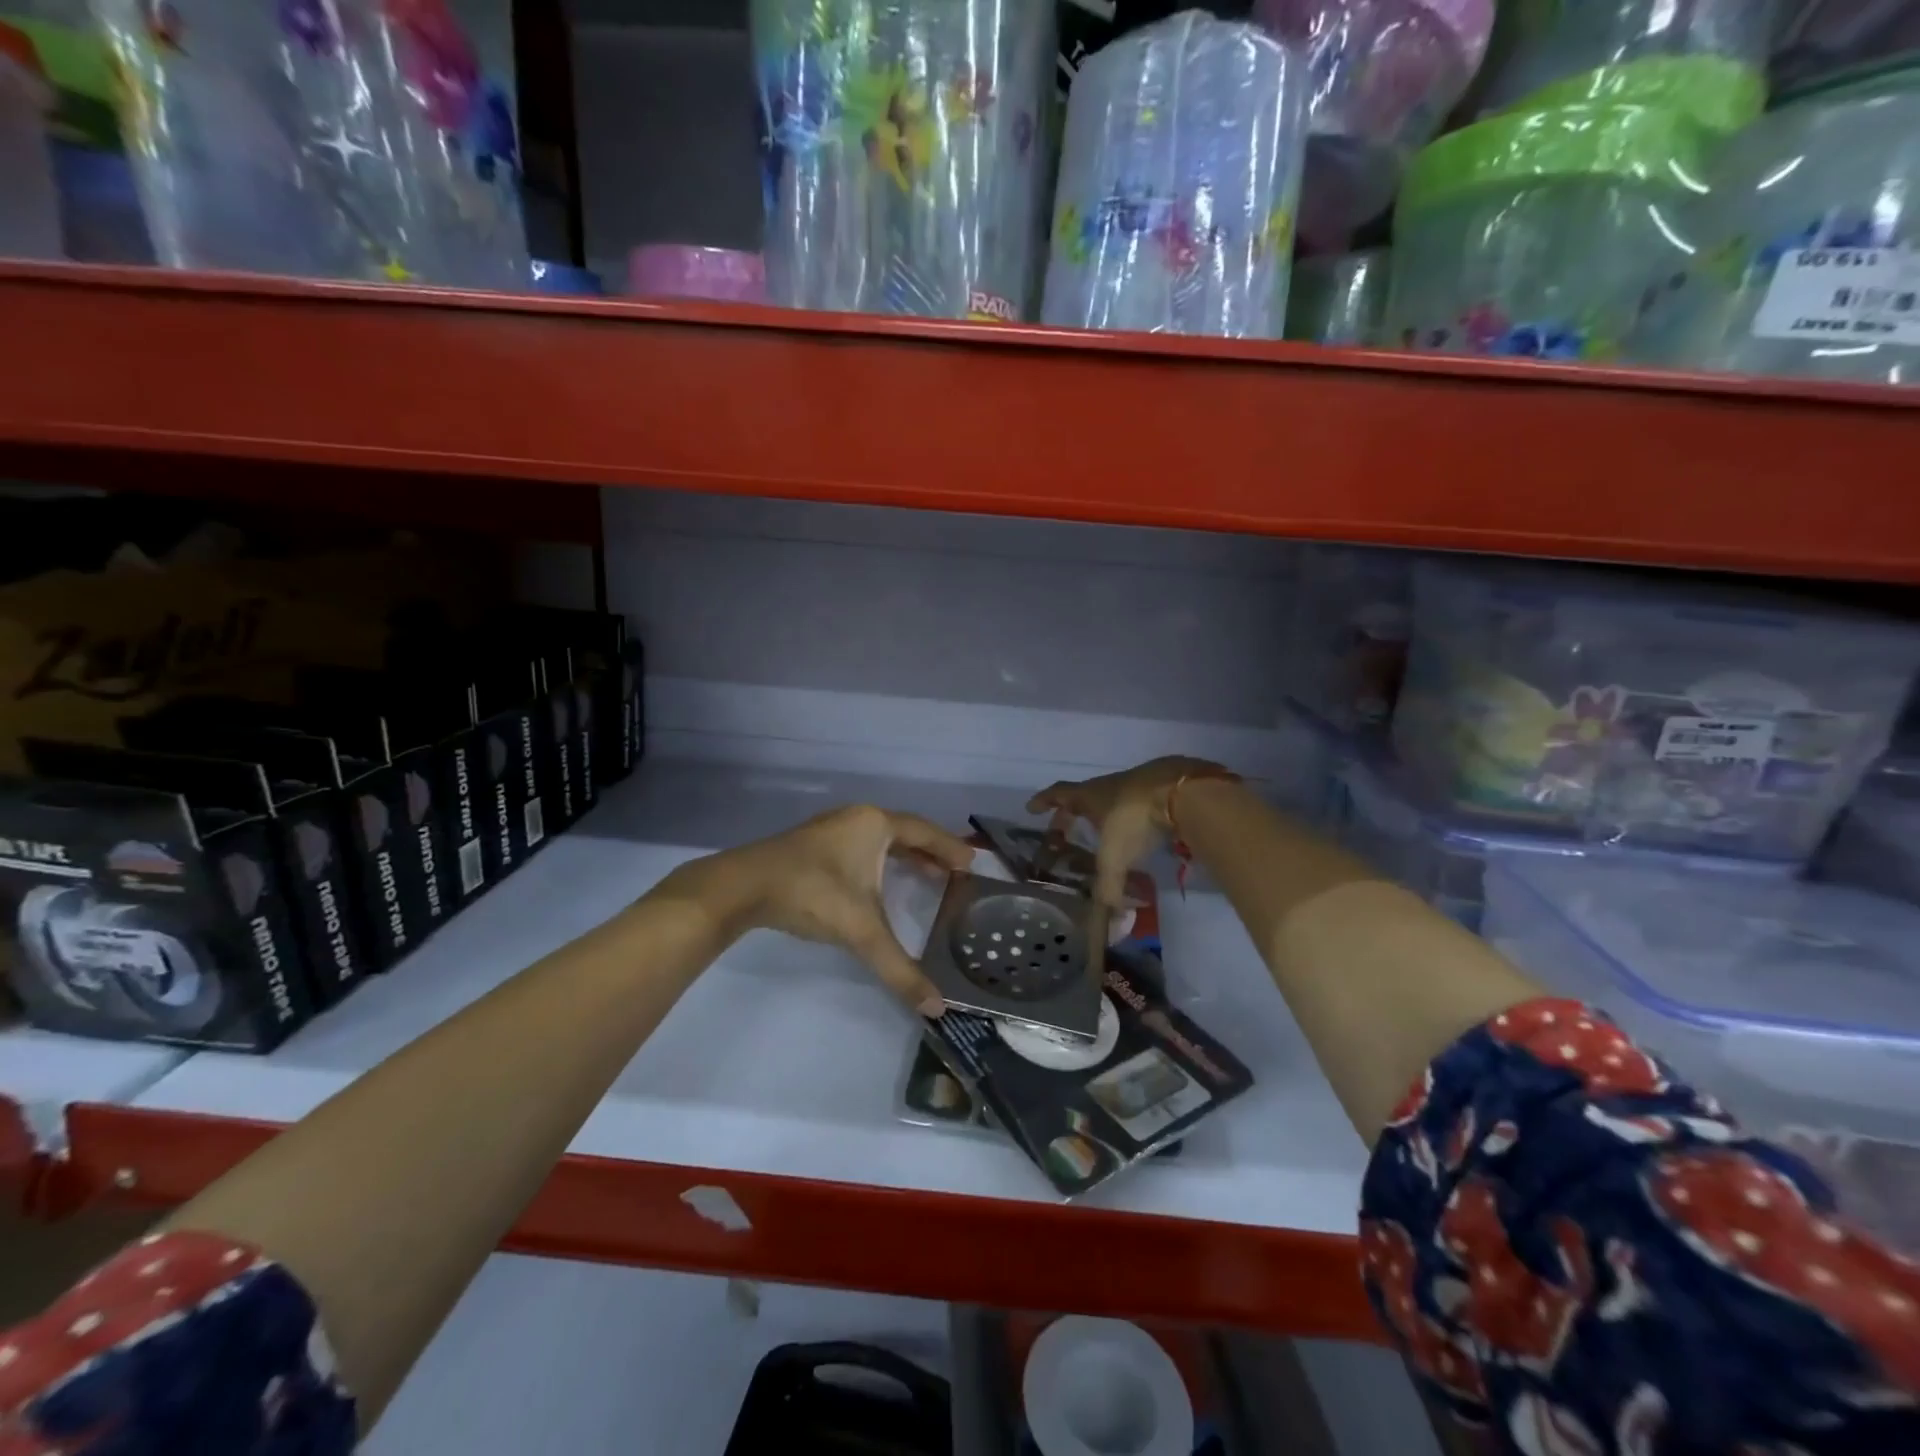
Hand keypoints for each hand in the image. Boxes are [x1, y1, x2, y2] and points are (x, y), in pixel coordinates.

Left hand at [668, 805, 973, 1014]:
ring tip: (925, 876)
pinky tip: (878, 882)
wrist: (743, 886)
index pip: (925, 832)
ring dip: (904, 856)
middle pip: (904, 831)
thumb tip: (936, 1007)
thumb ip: (900, 968)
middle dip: (930, 852)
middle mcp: (856, 819)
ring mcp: (831, 828)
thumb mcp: (861, 931)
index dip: (950, 848)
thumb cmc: (812, 894)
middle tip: (954, 873)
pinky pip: (860, 846)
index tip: (972, 862)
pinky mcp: (812, 844)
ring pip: (879, 839)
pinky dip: (879, 861)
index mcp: (875, 825)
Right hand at [1028, 757, 1234, 906]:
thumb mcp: (1115, 856)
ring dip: (1103, 815)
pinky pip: (1137, 804)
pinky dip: (1131, 818)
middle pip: (1083, 797)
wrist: (1181, 791)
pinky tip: (1139, 832)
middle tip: (1064, 828)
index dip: (1044, 801)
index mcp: (1089, 796)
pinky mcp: (1161, 790)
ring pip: (1111, 799)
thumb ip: (1108, 887)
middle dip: (1071, 812)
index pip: (1058, 795)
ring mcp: (1136, 785)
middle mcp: (1108, 787)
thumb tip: (1106, 921)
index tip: (1032, 808)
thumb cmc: (1134, 818)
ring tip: (1102, 834)